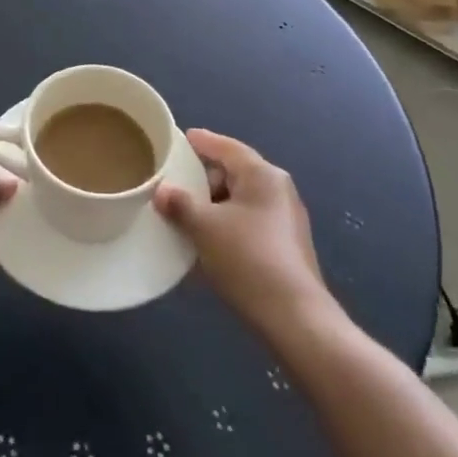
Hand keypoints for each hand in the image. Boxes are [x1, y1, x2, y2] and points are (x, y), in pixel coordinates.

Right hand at [155, 129, 330, 336]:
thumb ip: (180, 204)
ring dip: (214, 205)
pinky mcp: (285, 246)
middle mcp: (278, 190)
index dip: (202, 141)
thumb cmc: (248, 259)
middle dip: (204, 178)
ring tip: (185, 215)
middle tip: (175, 183)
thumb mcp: (205, 228)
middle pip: (234, 172)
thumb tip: (162, 190)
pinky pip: (248, 222)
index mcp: (262, 175)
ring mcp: (285, 219)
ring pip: (241, 200)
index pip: (226, 146)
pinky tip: (207, 241)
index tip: (180, 138)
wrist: (295, 318)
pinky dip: (226, 224)